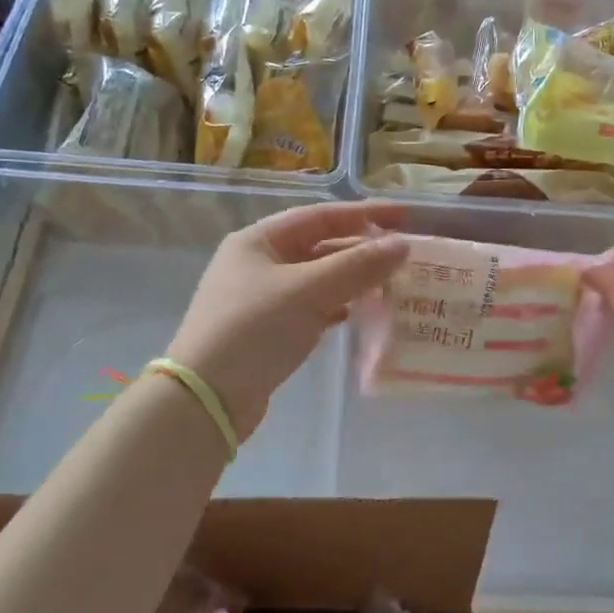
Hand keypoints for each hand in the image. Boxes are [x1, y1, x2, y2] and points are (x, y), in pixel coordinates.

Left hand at [167, 201, 408, 441]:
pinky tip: (360, 314)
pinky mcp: (268, 331)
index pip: (321, 216)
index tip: (405, 218)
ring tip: (391, 284)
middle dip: (361, 250)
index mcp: (259, 241)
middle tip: (405, 256)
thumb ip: (357, 266)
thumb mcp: (309, 291)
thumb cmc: (254, 330)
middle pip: (319, 247)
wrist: (208, 397)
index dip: (365, 215)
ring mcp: (262, 299)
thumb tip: (402, 245)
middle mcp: (258, 263)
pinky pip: (312, 308)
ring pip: (318, 279)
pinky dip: (337, 307)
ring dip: (353, 280)